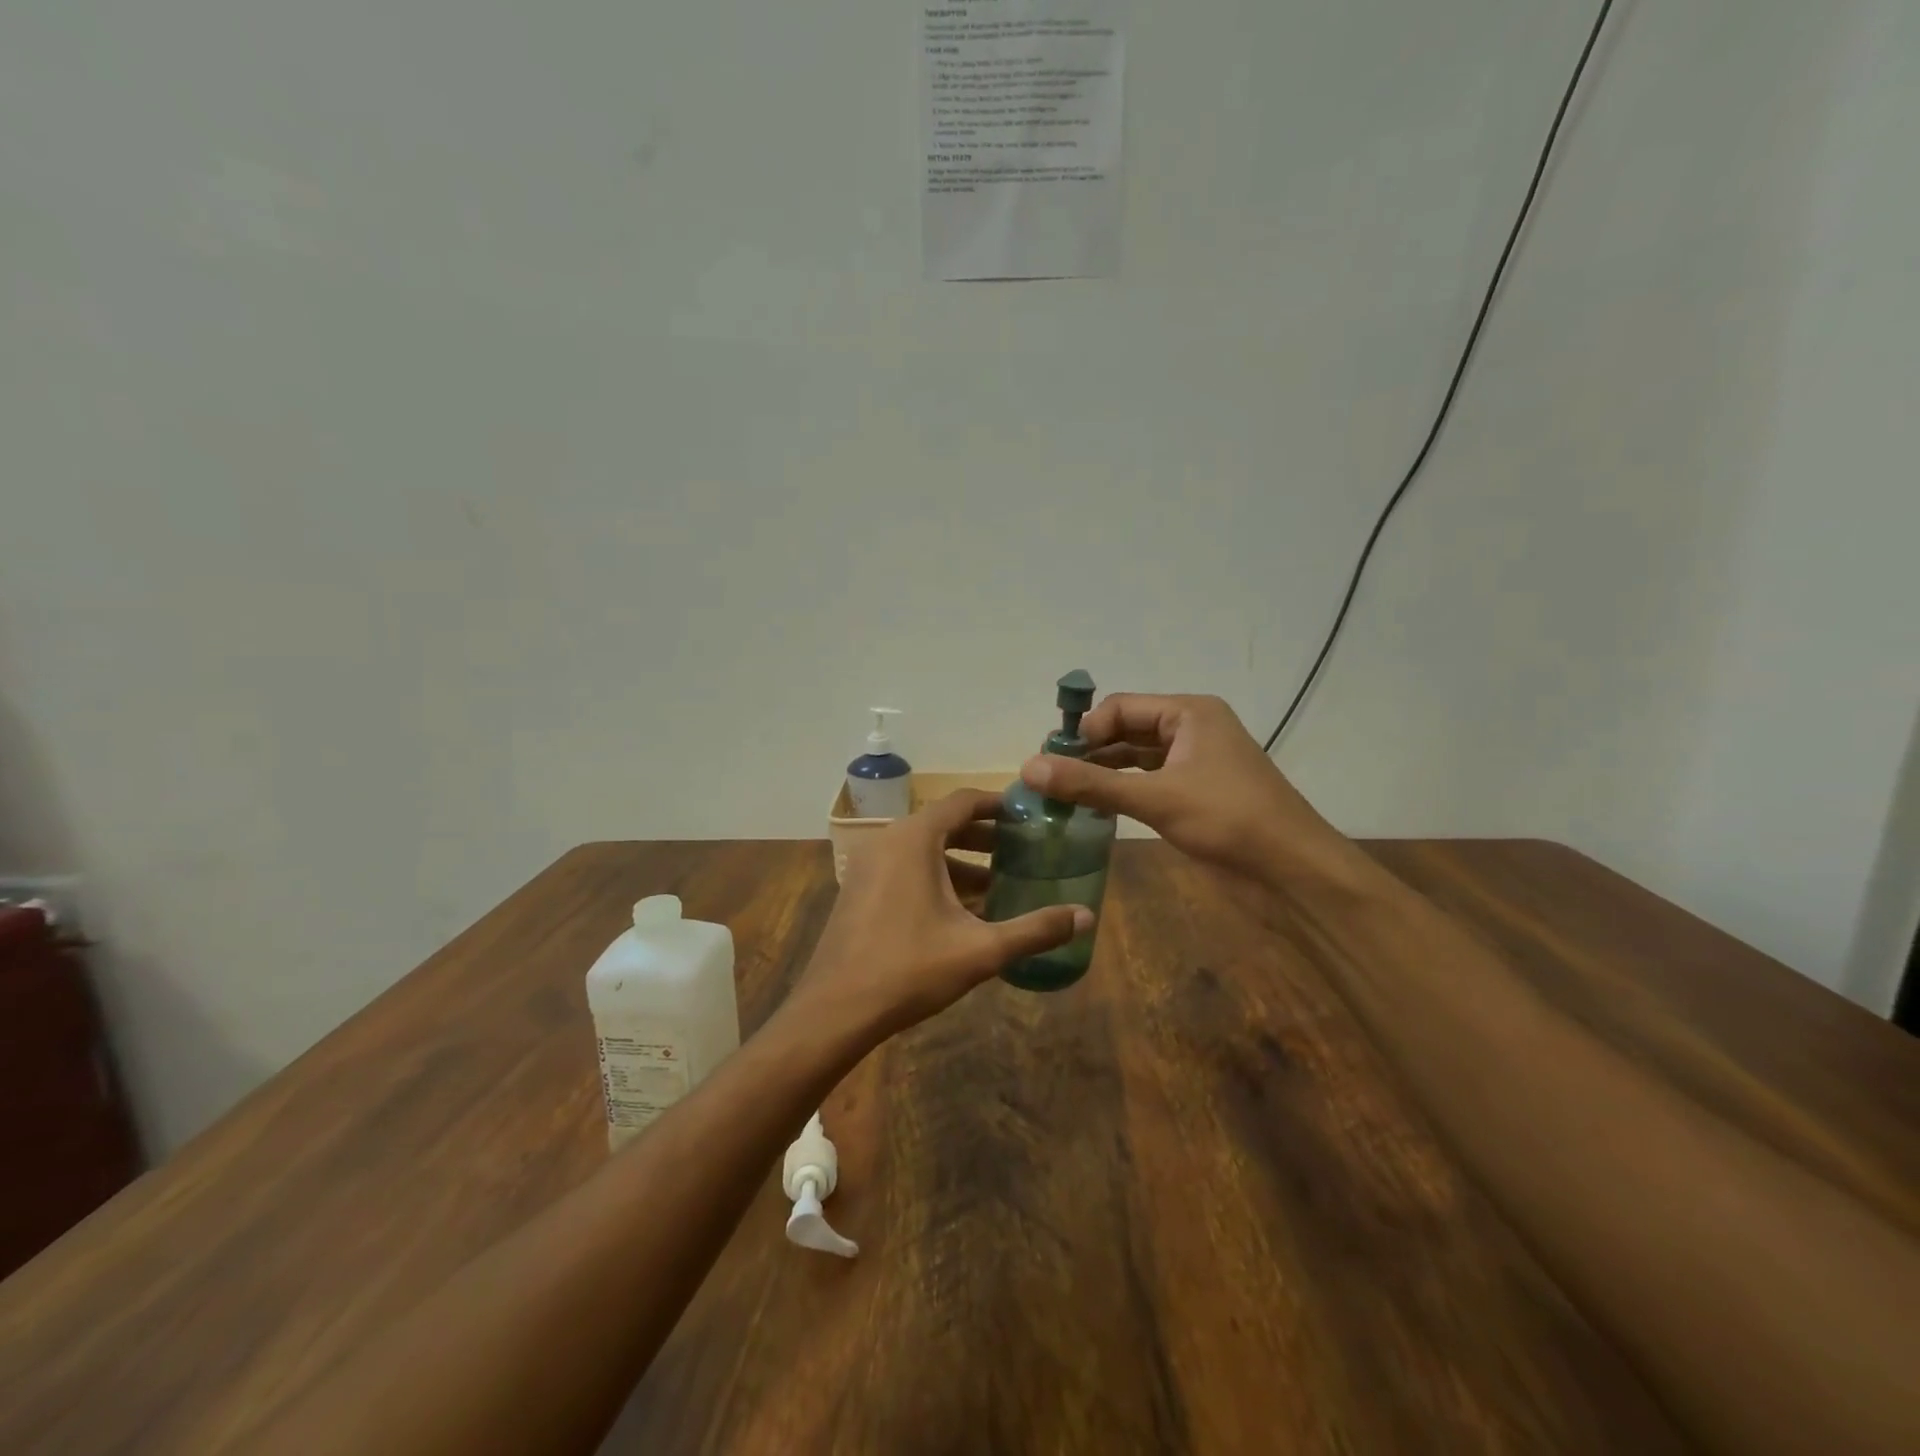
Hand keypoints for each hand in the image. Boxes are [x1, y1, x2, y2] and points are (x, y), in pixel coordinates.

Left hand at [786, 789, 1091, 1042]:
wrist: (834, 1010)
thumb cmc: (909, 969)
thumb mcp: (980, 950)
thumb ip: (1035, 929)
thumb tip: (1086, 916)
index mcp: (915, 839)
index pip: (962, 801)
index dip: (997, 805)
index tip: (1028, 815)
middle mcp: (888, 841)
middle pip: (943, 824)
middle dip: (984, 837)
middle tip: (1021, 851)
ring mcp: (868, 866)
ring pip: (923, 850)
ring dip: (961, 862)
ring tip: (999, 885)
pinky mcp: (859, 890)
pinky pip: (905, 869)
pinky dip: (935, 878)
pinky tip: (962, 912)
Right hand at [1021, 693, 1366, 888]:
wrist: (1292, 873)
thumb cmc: (1229, 819)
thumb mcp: (1155, 798)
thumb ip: (1091, 783)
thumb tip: (1028, 768)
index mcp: (1189, 713)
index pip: (1120, 707)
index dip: (1084, 730)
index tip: (1051, 760)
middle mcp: (1190, 731)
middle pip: (1125, 730)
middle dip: (1088, 751)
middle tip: (1047, 777)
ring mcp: (1194, 765)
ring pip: (1134, 760)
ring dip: (1101, 773)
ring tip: (1060, 794)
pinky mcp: (1194, 797)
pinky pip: (1146, 784)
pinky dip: (1120, 792)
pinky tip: (1092, 809)